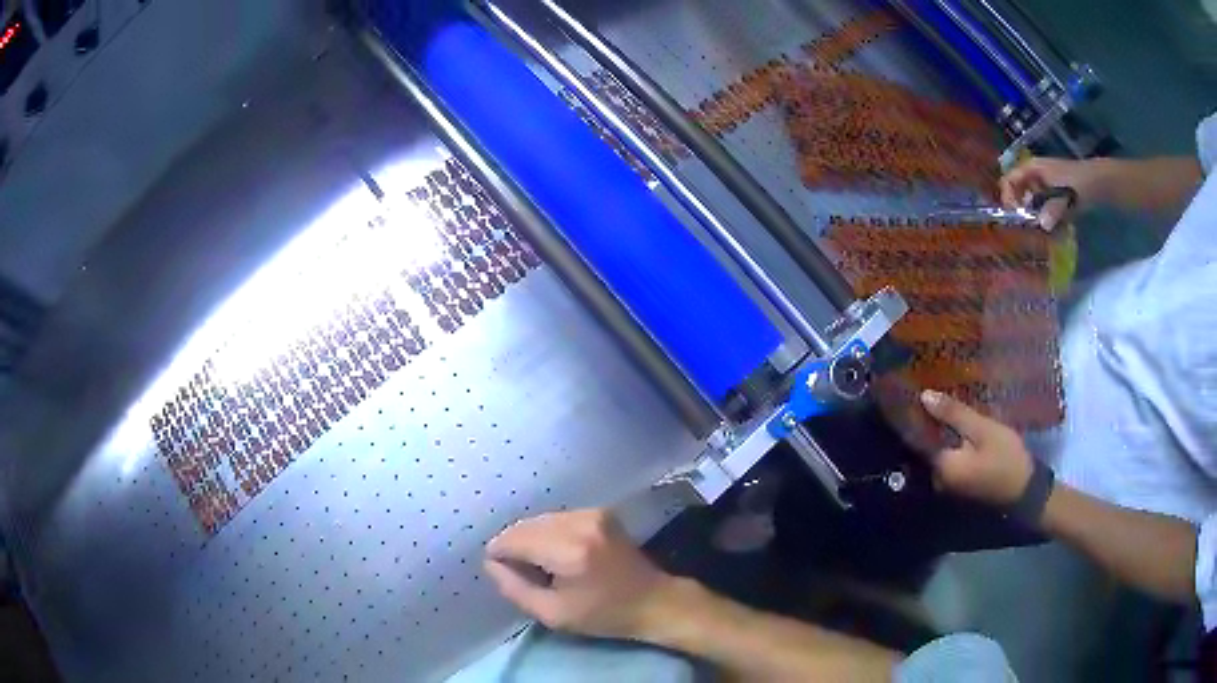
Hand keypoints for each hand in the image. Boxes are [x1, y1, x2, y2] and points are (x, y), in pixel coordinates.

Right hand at [484, 509, 675, 639]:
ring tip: (540, 566)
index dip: (500, 554)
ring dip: (531, 539)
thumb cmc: (605, 615)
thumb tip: (491, 564)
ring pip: (540, 520)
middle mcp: (580, 523)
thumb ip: (515, 589)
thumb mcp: (554, 614)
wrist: (655, 601)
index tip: (502, 573)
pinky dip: (549, 533)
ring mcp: (593, 513)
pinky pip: (558, 518)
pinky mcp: (600, 512)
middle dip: (515, 546)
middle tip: (520, 573)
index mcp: (569, 550)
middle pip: (526, 526)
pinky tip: (557, 554)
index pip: (514, 539)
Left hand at [919, 390, 1033, 505]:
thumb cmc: (1006, 459)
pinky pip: (951, 457)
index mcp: (940, 467)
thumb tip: (923, 396)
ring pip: (941, 450)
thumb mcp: (983, 431)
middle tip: (931, 392)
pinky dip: (952, 442)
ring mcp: (949, 484)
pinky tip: (958, 424)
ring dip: (942, 431)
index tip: (914, 392)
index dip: (916, 414)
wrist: (1026, 491)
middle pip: (928, 444)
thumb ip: (954, 414)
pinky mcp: (961, 483)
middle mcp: (938, 479)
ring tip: (943, 402)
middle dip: (930, 421)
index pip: (918, 437)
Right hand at [999, 157, 1113, 229]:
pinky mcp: (1052, 194)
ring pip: (1031, 202)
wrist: (1099, 183)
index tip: (1018, 217)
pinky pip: (1042, 206)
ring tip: (1045, 231)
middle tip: (1031, 229)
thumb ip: (1054, 210)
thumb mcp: (1066, 197)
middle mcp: (1034, 174)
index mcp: (1032, 169)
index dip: (1009, 197)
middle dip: (1022, 211)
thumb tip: (1042, 225)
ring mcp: (1043, 184)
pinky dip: (1046, 218)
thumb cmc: (1080, 184)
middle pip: (1018, 192)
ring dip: (1035, 217)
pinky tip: (1055, 228)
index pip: (1009, 180)